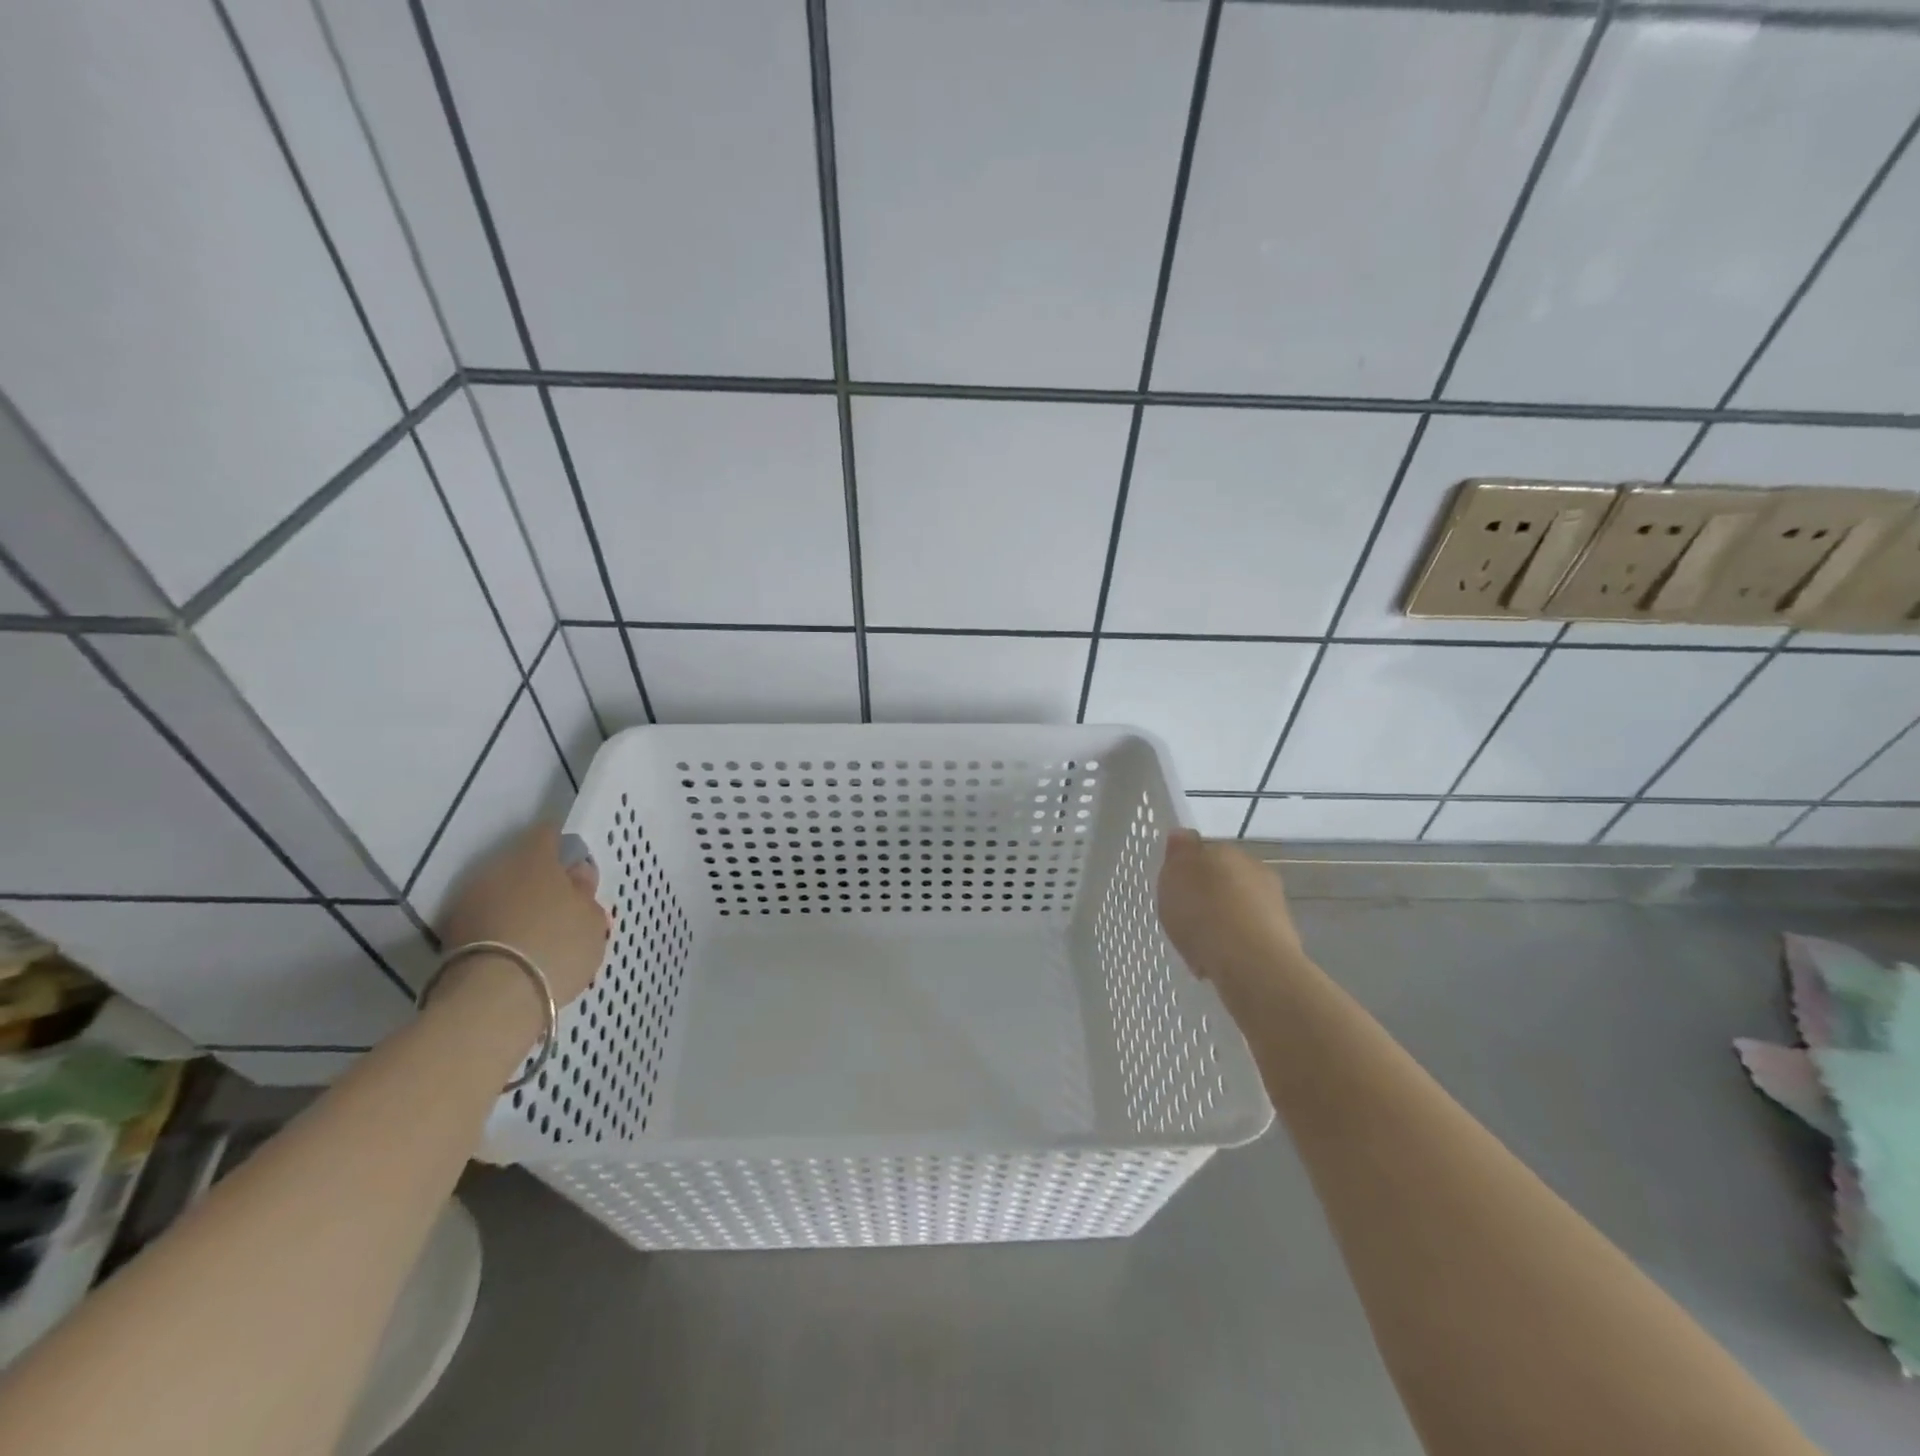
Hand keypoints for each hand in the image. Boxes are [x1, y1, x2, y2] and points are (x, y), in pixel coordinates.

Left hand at [441, 823, 611, 1004]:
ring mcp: (468, 902)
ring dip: (518, 906)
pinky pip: (486, 921)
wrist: (492, 1001)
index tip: (577, 871)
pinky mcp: (450, 936)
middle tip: (562, 907)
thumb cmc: (557, 946)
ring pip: (501, 894)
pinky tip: (519, 951)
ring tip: (540, 934)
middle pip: (522, 865)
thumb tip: (576, 875)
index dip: (564, 848)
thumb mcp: (593, 919)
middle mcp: (495, 870)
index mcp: (533, 857)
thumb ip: (585, 892)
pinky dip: (501, 929)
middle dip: (540, 881)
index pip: (548, 834)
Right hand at [1156, 830, 1308, 1004]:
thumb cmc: (1203, 912)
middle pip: (1224, 881)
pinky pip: (1247, 937)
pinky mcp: (1282, 938)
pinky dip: (1233, 947)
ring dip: (1221, 923)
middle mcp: (1255, 870)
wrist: (1250, 962)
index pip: (1205, 852)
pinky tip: (1217, 964)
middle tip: (1186, 921)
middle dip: (1207, 898)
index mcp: (1227, 850)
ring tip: (1199, 948)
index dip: (1188, 872)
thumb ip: (1178, 853)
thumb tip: (1182, 835)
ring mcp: (1273, 904)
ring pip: (1237, 910)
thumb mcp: (1174, 875)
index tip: (1175, 893)